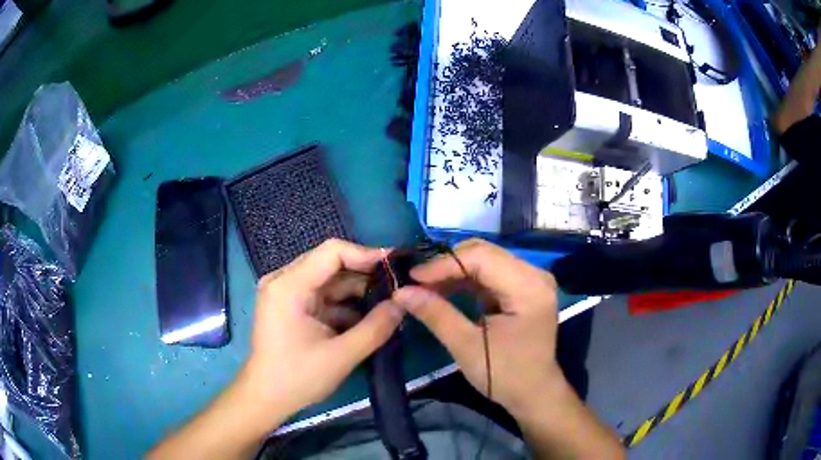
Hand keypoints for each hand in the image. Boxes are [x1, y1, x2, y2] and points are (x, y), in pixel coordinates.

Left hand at [238, 239, 403, 427]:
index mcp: (288, 286)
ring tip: (389, 304)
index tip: (396, 266)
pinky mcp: (291, 306)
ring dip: (358, 293)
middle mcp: (284, 281)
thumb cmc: (297, 378)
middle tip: (398, 288)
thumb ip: (376, 328)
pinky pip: (324, 296)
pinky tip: (368, 319)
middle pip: (331, 265)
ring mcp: (286, 293)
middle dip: (365, 276)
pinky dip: (346, 305)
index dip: (366, 254)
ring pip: (330, 281)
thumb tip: (403, 304)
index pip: (332, 252)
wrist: (266, 398)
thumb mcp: (341, 355)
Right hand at [391, 239, 560, 416]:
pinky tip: (444, 289)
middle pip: (484, 253)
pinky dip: (465, 280)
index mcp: (528, 287)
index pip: (482, 257)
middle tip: (416, 281)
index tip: (412, 277)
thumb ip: (436, 314)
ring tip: (425, 286)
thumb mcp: (467, 347)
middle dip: (447, 264)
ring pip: (485, 260)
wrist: (533, 393)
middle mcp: (534, 275)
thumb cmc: (505, 375)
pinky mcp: (523, 288)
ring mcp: (530, 280)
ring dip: (454, 271)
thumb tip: (400, 291)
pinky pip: (490, 273)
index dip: (444, 264)